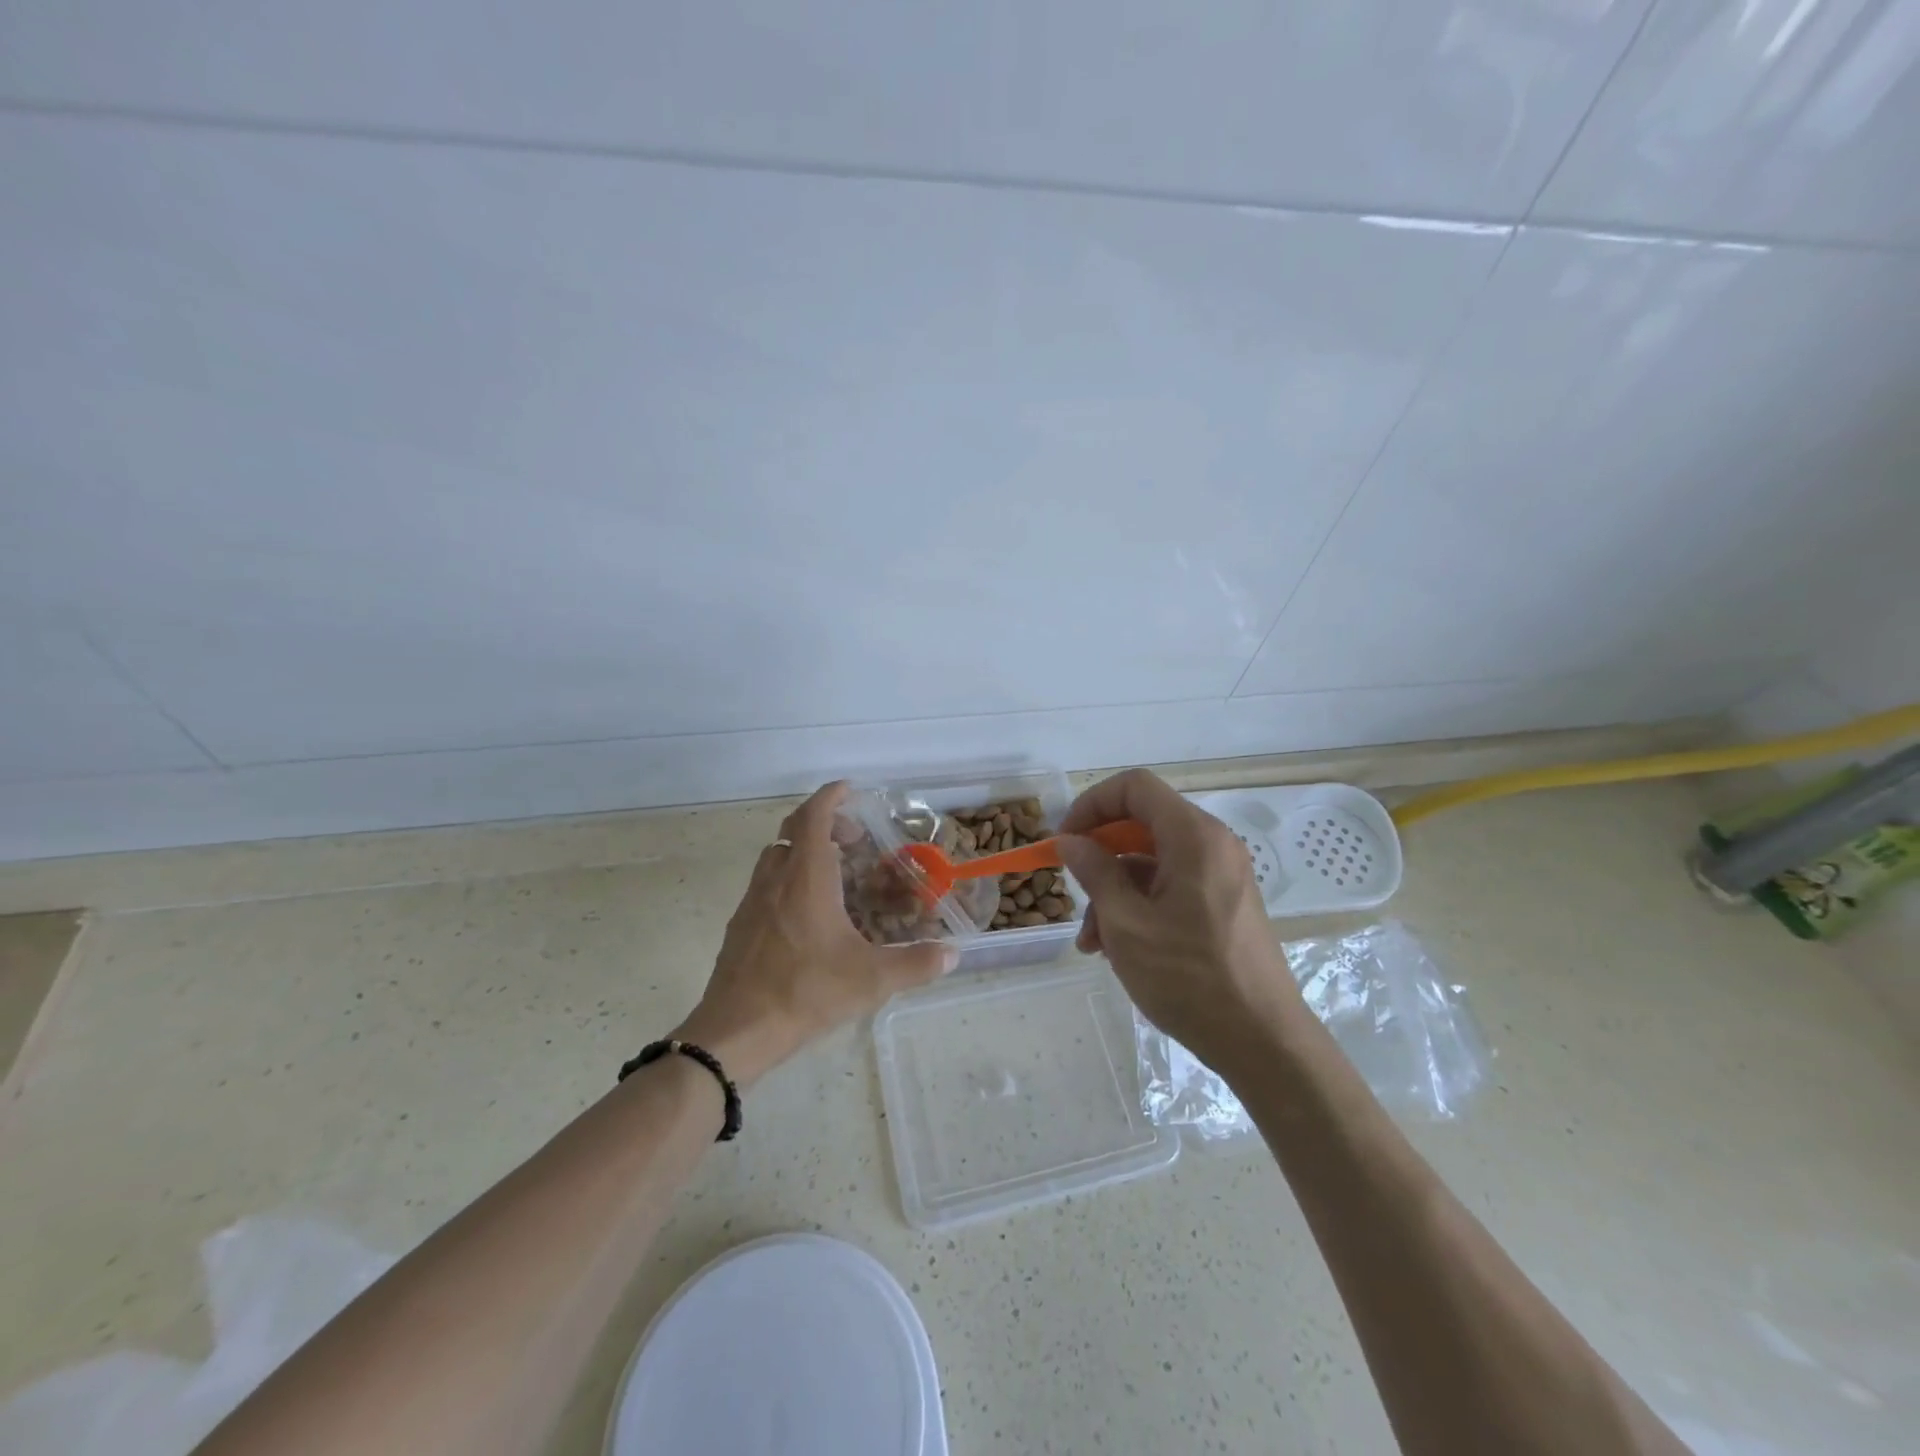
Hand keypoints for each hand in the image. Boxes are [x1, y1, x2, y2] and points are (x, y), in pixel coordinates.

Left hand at [674, 782, 956, 1085]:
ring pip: (776, 857)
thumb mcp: (871, 980)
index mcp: (806, 879)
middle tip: (852, 839)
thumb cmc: (805, 992)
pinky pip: (765, 884)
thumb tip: (953, 954)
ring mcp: (752, 903)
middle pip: (792, 831)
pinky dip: (788, 878)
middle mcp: (775, 880)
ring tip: (833, 872)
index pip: (813, 817)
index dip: (830, 797)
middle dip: (822, 823)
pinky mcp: (740, 926)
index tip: (849, 789)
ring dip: (802, 850)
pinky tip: (807, 913)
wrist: (736, 1032)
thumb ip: (916, 963)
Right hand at [1056, 769, 1302, 1067]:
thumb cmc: (1189, 977)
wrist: (1263, 1042)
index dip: (1091, 804)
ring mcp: (1221, 875)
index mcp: (1194, 836)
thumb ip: (1095, 872)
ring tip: (1091, 941)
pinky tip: (1117, 948)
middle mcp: (1213, 844)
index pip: (1134, 787)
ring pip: (1152, 860)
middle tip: (1071, 886)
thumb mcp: (1127, 923)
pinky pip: (1172, 886)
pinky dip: (1140, 905)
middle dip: (1099, 854)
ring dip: (1114, 889)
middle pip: (1142, 823)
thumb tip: (1071, 841)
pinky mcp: (1223, 903)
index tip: (1065, 841)